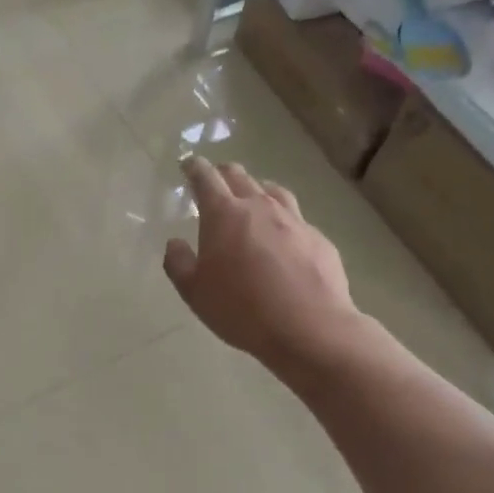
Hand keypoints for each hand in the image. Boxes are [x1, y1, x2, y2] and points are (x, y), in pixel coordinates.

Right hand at [163, 157, 357, 369]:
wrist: (310, 327)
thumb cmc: (242, 309)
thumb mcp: (195, 293)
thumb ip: (179, 263)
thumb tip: (175, 243)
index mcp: (224, 215)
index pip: (206, 178)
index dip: (194, 168)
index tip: (188, 165)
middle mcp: (260, 207)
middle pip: (240, 176)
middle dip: (223, 173)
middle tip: (216, 179)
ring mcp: (294, 220)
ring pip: (272, 191)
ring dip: (257, 190)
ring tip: (252, 198)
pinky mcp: (318, 238)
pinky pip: (296, 219)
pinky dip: (283, 220)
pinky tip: (283, 238)